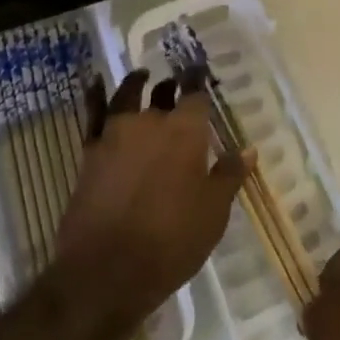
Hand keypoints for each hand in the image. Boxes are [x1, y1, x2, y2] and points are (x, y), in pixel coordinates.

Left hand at [54, 69, 245, 328]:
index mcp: (186, 131)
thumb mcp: (213, 213)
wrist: (107, 270)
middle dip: (172, 86)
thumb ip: (229, 176)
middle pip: (163, 92)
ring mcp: (116, 133)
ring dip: (137, 83)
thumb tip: (248, 149)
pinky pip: (92, 114)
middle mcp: (151, 122)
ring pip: (128, 95)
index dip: (199, 79)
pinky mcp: (90, 151)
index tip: (201, 70)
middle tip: (176, 85)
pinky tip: (94, 83)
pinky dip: (94, 95)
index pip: (196, 93)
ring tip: (142, 76)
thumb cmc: (171, 241)